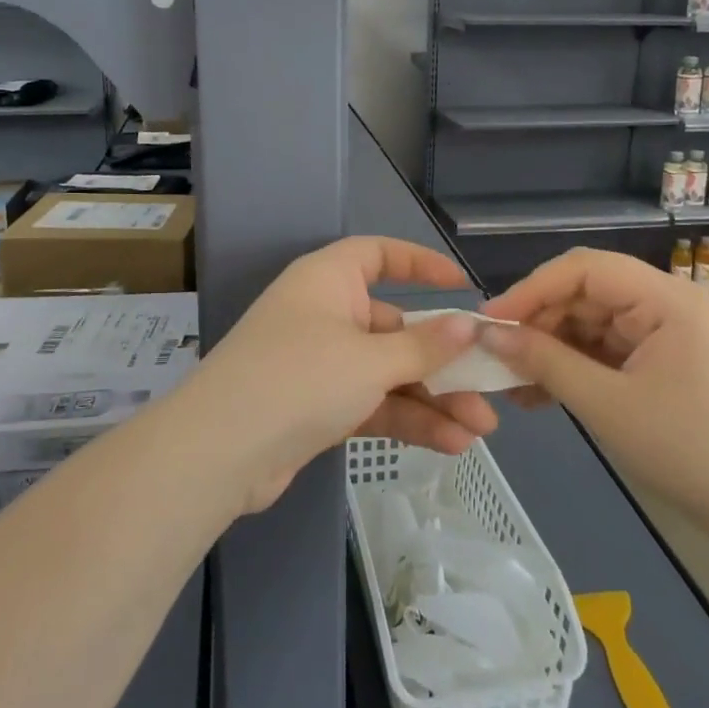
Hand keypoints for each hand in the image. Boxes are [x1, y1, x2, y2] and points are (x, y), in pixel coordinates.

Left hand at [187, 237, 500, 510]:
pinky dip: (406, 419)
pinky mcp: (317, 406)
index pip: (379, 254)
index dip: (421, 264)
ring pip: (388, 371)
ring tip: (481, 428)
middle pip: (394, 325)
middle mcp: (325, 313)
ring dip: (433, 398)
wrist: (220, 453)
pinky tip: (450, 444)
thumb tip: (468, 325)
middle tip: (488, 385)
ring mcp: (320, 362)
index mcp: (329, 280)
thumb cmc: (300, 378)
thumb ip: (424, 346)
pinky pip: (372, 402)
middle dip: (442, 359)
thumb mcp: (371, 360)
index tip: (462, 285)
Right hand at [478, 248, 708, 522]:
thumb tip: (489, 335)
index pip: (584, 269)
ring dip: (548, 348)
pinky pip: (602, 349)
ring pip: (587, 322)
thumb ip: (545, 362)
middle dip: (537, 321)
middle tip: (494, 353)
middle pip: (584, 293)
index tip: (490, 321)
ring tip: (508, 380)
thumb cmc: (687, 449)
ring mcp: (661, 331)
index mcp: (664, 298)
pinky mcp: (656, 359)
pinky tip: (536, 393)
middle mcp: (664, 302)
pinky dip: (570, 366)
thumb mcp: (606, 404)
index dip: (532, 289)